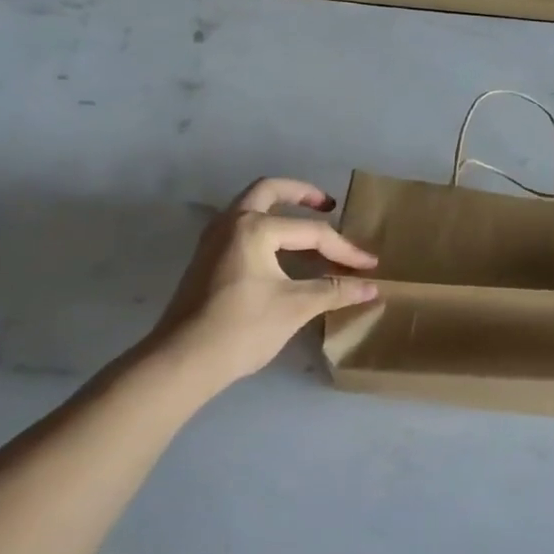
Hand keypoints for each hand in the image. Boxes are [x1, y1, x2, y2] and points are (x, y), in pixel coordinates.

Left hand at [148, 178, 377, 389]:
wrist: (180, 363)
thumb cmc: (241, 329)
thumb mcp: (294, 307)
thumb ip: (335, 291)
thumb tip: (373, 287)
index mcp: (255, 227)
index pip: (311, 232)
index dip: (344, 249)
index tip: (369, 265)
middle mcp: (232, 222)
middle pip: (270, 190)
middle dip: (302, 194)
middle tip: (328, 205)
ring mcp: (214, 240)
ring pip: (251, 206)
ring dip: (280, 208)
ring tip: (307, 225)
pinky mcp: (206, 259)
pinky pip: (241, 226)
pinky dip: (266, 227)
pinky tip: (280, 251)